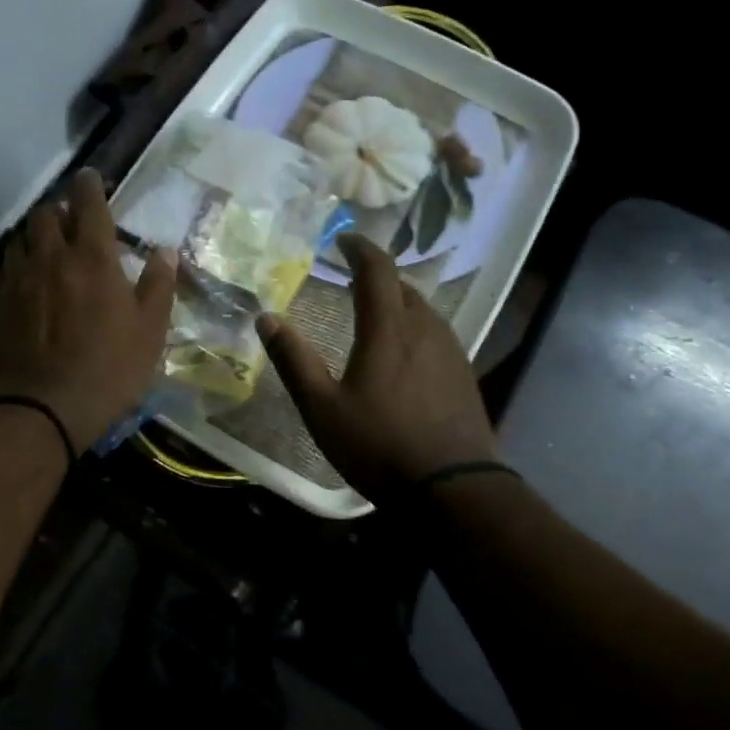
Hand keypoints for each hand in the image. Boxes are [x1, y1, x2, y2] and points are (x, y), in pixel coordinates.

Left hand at [0, 169, 176, 449]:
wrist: (45, 407)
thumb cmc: (109, 368)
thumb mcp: (150, 330)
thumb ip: (158, 284)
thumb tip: (165, 250)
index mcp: (92, 257)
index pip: (88, 203)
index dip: (90, 184)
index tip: (91, 178)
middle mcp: (51, 257)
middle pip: (46, 213)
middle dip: (59, 208)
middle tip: (72, 220)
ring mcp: (18, 279)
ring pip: (21, 238)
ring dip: (36, 235)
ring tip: (48, 248)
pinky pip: (5, 269)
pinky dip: (18, 265)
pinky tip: (27, 282)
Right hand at [257, 234, 496, 502]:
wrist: (453, 489)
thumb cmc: (379, 446)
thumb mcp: (321, 408)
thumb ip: (293, 360)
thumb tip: (265, 317)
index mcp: (388, 329)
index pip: (377, 270)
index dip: (359, 248)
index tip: (342, 240)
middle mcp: (424, 329)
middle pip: (403, 286)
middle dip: (377, 275)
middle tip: (351, 277)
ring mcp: (450, 351)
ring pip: (422, 309)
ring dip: (397, 300)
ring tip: (375, 311)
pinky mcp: (464, 373)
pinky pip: (436, 332)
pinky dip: (414, 326)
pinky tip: (405, 351)